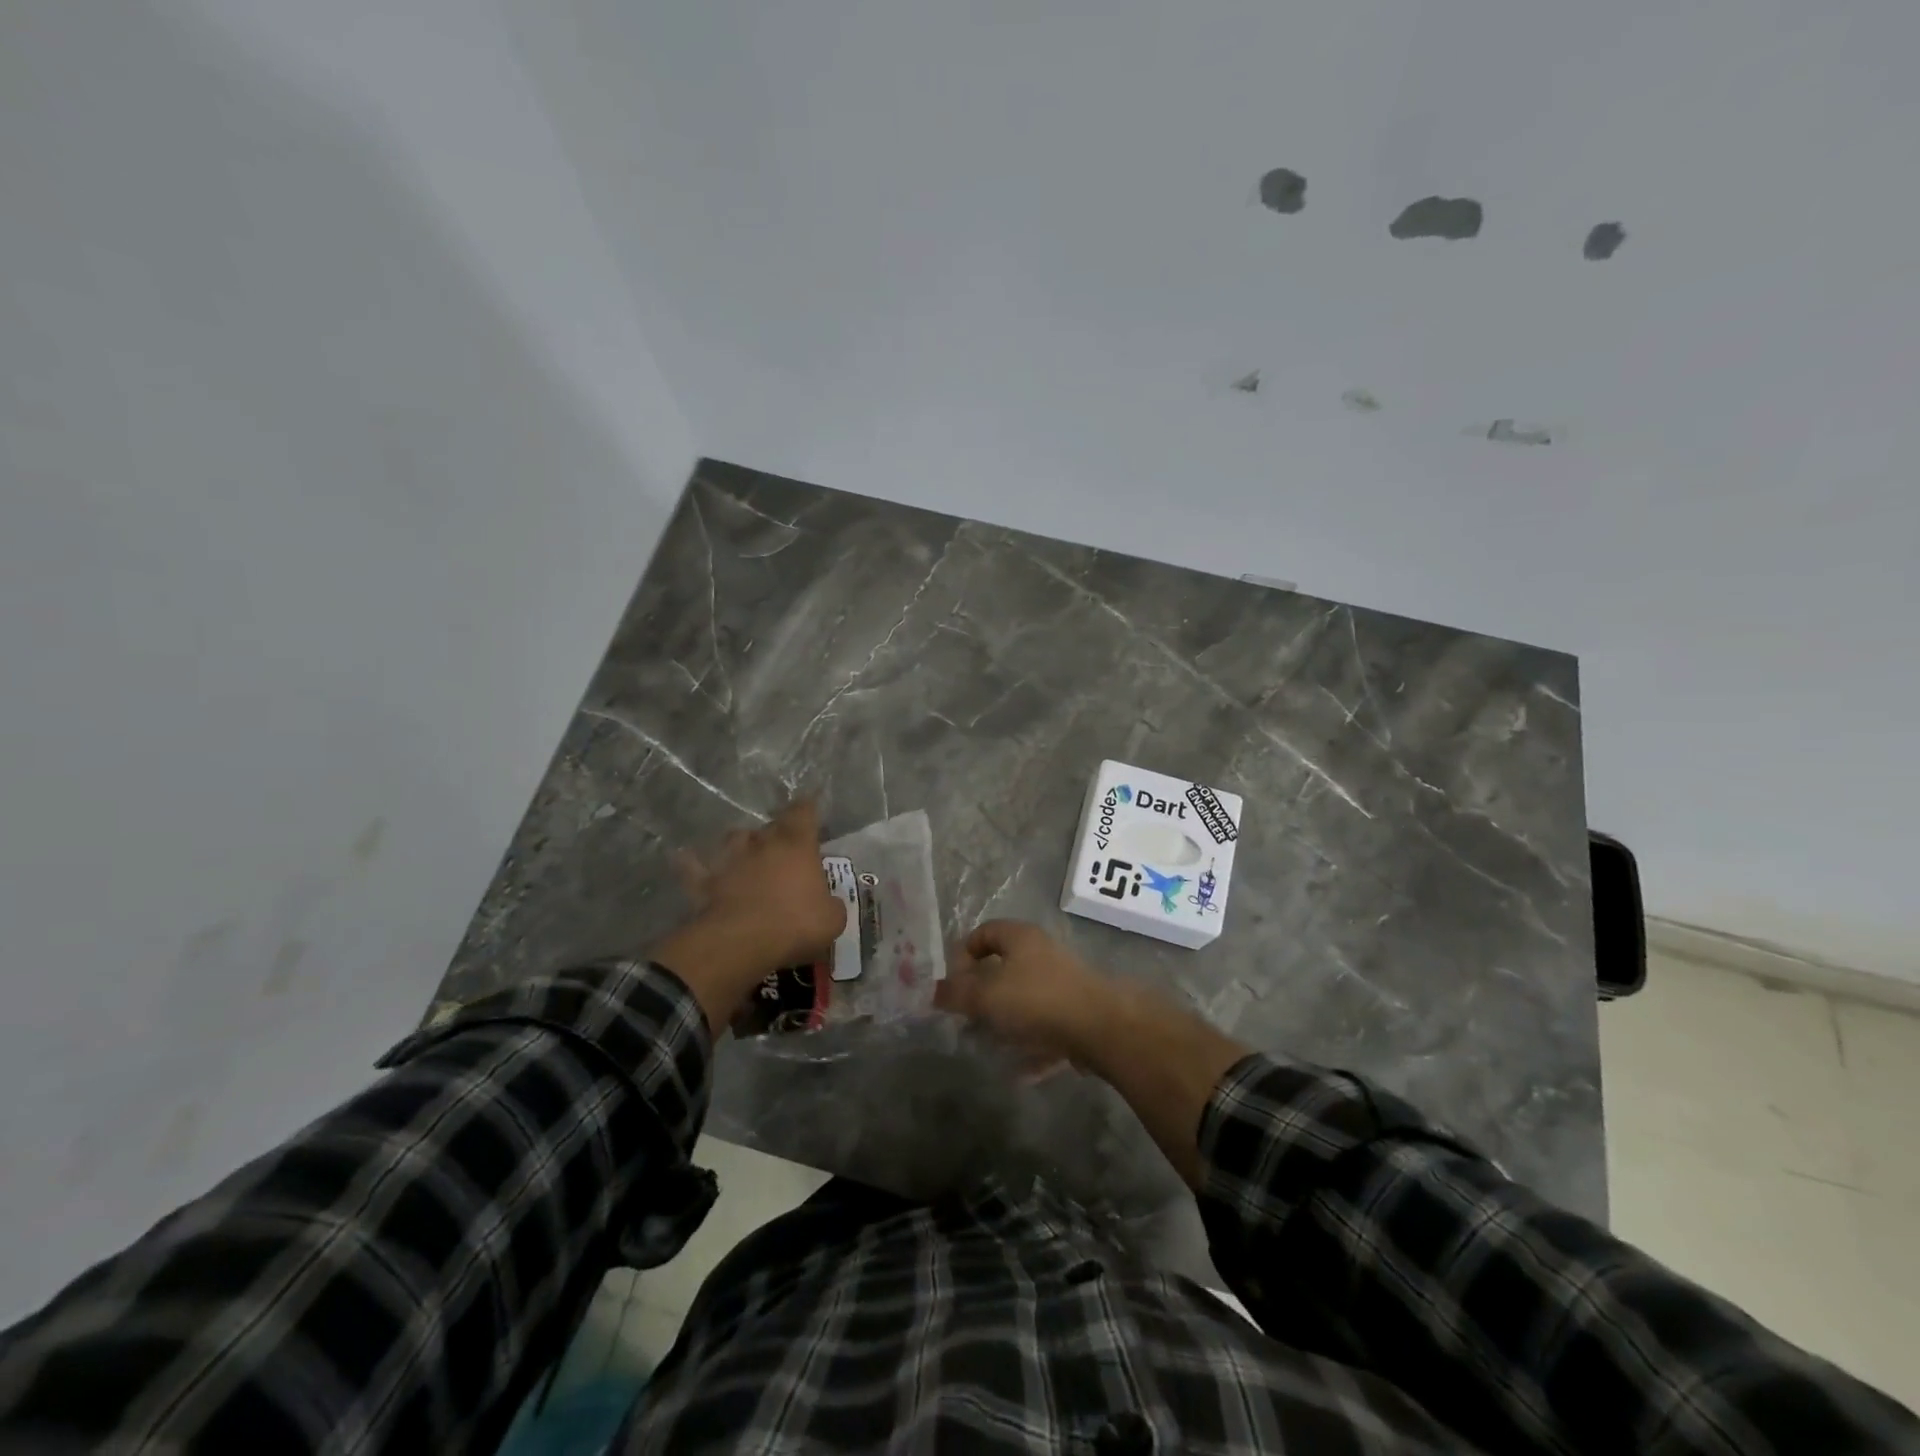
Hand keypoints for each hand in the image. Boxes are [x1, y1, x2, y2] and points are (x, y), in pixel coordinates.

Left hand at [655, 801, 846, 1033]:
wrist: (741, 943)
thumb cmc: (795, 924)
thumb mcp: (832, 919)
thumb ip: (831, 905)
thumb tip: (828, 904)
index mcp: (797, 845)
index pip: (804, 812)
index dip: (808, 808)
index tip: (811, 806)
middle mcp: (763, 844)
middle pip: (769, 825)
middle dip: (776, 832)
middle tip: (783, 845)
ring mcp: (730, 860)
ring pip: (734, 838)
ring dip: (741, 843)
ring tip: (746, 852)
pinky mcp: (705, 882)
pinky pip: (694, 867)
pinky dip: (693, 863)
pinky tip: (689, 860)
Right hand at [934, 920, 1112, 1068]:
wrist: (1101, 1028)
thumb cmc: (1036, 1000)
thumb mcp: (986, 996)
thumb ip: (956, 993)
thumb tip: (932, 991)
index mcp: (1020, 937)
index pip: (982, 933)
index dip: (962, 955)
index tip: (952, 985)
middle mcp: (1042, 953)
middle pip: (1003, 967)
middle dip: (982, 994)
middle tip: (966, 1018)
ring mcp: (1063, 983)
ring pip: (1024, 999)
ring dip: (1005, 1022)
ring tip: (989, 1046)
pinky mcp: (1078, 1013)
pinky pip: (1046, 1027)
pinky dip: (1031, 1046)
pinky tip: (1020, 1072)